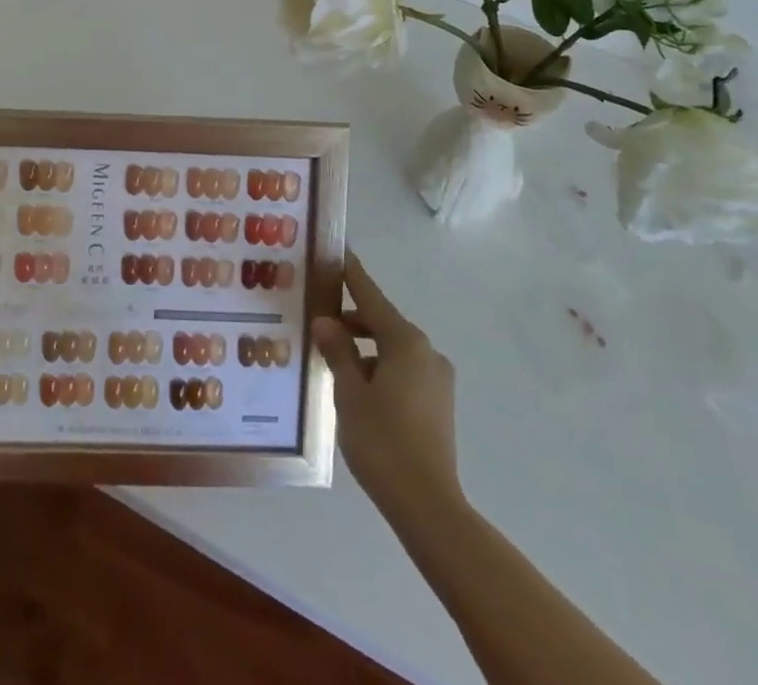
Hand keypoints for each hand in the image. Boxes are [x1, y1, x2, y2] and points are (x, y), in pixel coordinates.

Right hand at [313, 253, 460, 523]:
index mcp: (405, 341)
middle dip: (352, 319)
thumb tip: (326, 321)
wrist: (428, 506)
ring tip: (331, 359)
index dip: (351, 274)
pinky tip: (357, 388)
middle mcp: (426, 351)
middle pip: (383, 322)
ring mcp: (437, 378)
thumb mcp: (349, 393)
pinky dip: (379, 367)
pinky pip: (403, 370)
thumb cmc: (382, 441)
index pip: (371, 295)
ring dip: (364, 347)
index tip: (338, 251)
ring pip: (393, 348)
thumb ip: (337, 351)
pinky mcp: (439, 403)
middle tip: (318, 317)